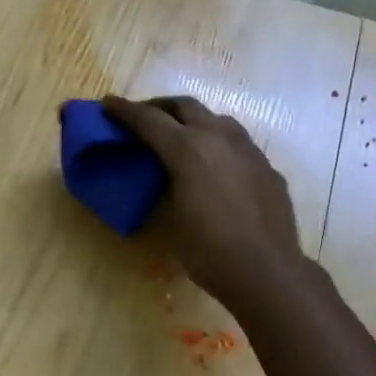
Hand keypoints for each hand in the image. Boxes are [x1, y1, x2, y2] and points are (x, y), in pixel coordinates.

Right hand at [102, 95, 304, 308]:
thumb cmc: (208, 249)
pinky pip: (238, 145)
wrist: (265, 270)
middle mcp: (219, 138)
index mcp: (187, 149)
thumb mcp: (173, 216)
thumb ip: (168, 185)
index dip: (125, 111)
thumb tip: (167, 174)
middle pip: (185, 106)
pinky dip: (218, 145)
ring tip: (182, 137)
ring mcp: (248, 150)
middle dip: (161, 107)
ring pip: (217, 119)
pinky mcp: (267, 167)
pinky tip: (216, 168)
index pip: (149, 119)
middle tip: (144, 117)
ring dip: (194, 121)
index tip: (108, 104)